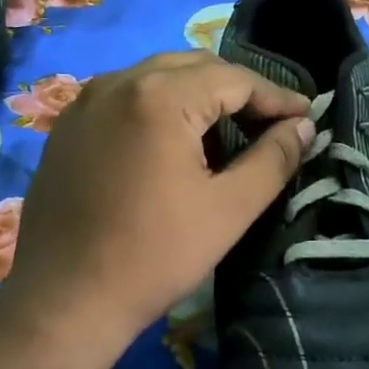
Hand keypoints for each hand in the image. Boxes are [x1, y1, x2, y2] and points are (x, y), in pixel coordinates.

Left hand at [0, 51, 314, 351]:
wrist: (63, 302)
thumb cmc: (154, 257)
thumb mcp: (228, 210)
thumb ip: (273, 159)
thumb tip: (302, 126)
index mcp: (159, 97)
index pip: (233, 78)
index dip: (275, 97)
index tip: (305, 117)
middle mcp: (117, 82)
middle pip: (194, 67)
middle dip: (237, 90)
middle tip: (270, 122)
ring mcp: (85, 101)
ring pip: (157, 77)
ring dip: (198, 95)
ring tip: (227, 132)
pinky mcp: (67, 126)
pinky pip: (125, 96)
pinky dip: (159, 106)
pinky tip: (172, 142)